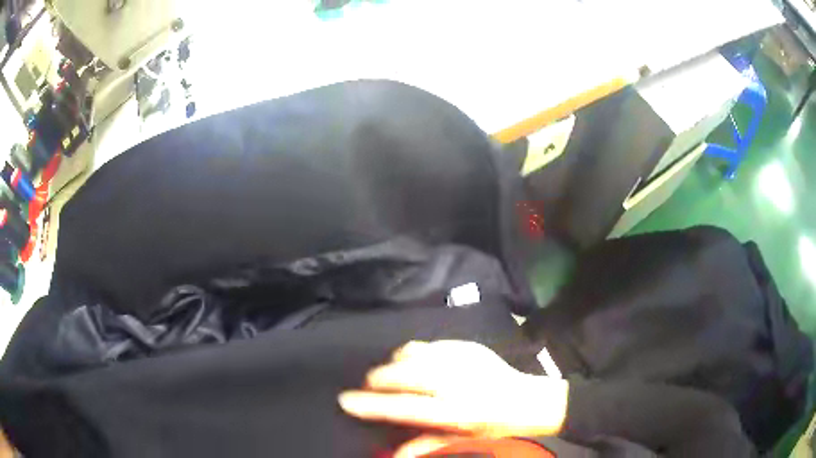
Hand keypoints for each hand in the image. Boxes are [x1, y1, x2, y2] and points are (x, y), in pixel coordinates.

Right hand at [338, 340, 568, 457]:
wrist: (529, 399)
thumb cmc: (495, 426)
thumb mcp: (464, 439)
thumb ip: (428, 443)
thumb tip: (395, 454)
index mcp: (456, 412)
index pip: (404, 408)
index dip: (372, 405)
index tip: (346, 400)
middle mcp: (457, 383)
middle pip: (404, 375)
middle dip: (379, 379)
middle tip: (369, 385)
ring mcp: (463, 360)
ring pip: (414, 354)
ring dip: (395, 363)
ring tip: (391, 372)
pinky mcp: (469, 346)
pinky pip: (430, 344)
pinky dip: (415, 353)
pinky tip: (416, 362)